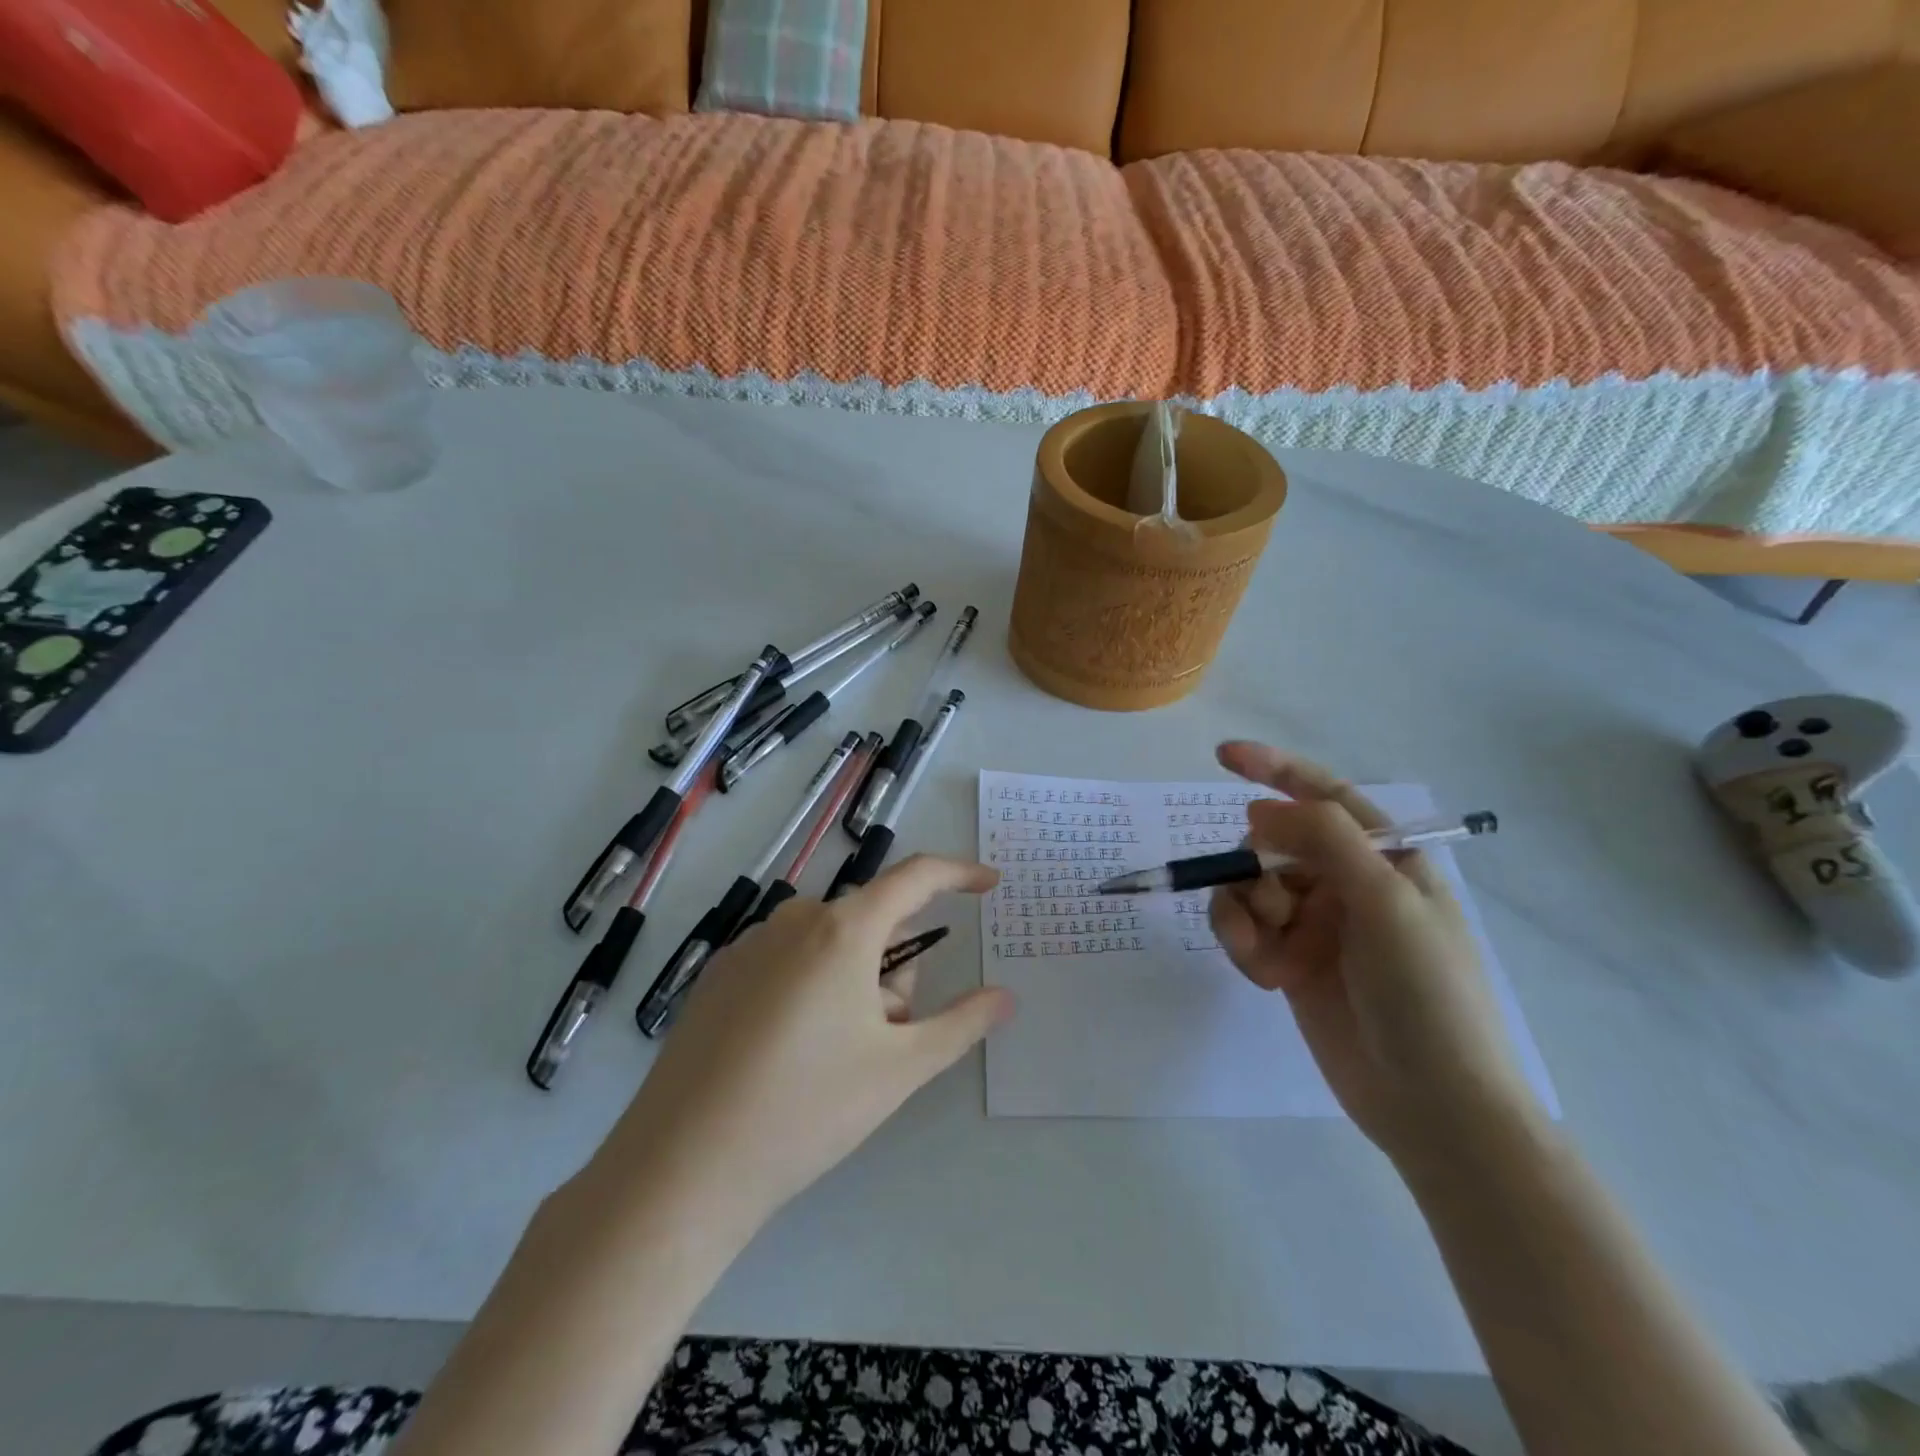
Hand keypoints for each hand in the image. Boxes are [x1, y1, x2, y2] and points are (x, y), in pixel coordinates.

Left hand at [593, 855, 1012, 1236]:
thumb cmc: (806, 1110)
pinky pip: (789, 961)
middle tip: (886, 1039)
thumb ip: (962, 1023)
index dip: (958, 874)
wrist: (684, 1168)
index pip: (915, 877)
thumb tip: (1005, 997)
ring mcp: (749, 945)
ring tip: (836, 1057)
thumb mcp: (900, 1069)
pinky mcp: (719, 975)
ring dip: (854, 984)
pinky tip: (787, 1055)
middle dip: (895, 970)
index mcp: (842, 929)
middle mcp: (793, 920)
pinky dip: (811, 990)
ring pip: (830, 946)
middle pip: (872, 923)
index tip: (989, 883)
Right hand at [1209, 741, 1544, 1171]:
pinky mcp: (1289, 961)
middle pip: (1272, 845)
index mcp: (1385, 858)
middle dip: (1257, 868)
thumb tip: (1259, 810)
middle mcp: (1347, 883)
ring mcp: (1316, 924)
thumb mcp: (1385, 900)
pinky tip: (1264, 975)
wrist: (1431, 1104)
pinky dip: (1242, 943)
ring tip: (1266, 951)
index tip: (1223, 756)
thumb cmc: (1426, 992)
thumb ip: (1323, 839)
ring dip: (1243, 912)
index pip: (1324, 796)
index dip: (1274, 769)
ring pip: (1248, 887)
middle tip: (1274, 907)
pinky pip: (1243, 929)